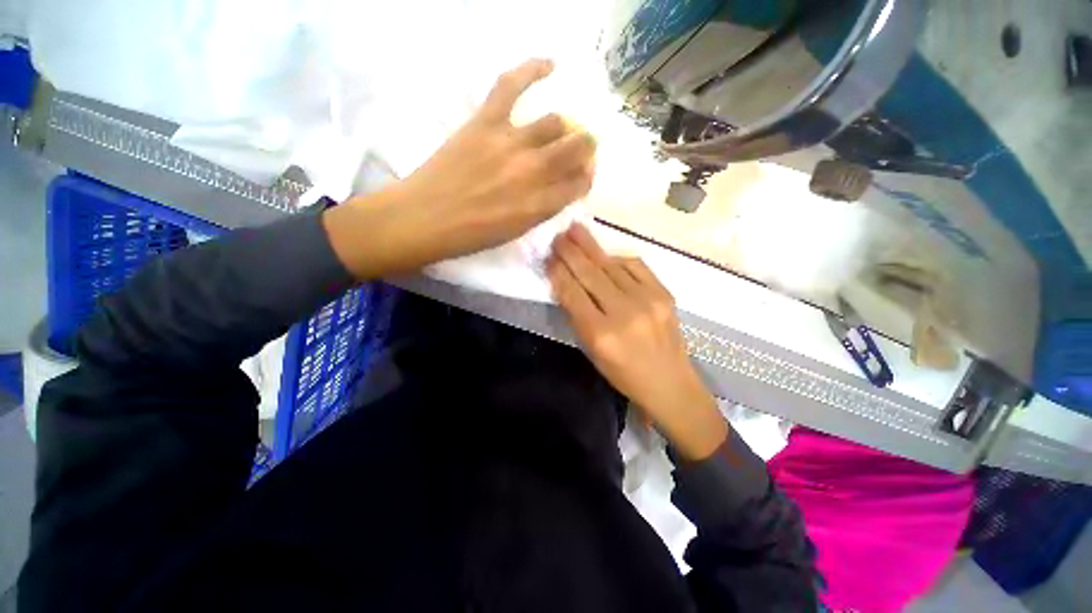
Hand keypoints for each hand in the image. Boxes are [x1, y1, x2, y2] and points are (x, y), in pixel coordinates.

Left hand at [325, 59, 596, 278]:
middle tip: (578, 149)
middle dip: (585, 148)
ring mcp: (510, 143)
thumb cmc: (472, 235)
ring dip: (564, 127)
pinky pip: (512, 85)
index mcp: (540, 205)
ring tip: (558, 130)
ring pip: (555, 121)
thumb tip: (560, 188)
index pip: (580, 183)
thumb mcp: (517, 231)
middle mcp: (534, 173)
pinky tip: (550, 65)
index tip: (581, 175)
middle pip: (577, 148)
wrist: (425, 219)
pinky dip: (532, 69)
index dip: (585, 177)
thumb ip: (543, 209)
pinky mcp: (485, 122)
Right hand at [547, 224, 727, 459]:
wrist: (670, 384)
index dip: (559, 273)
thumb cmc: (624, 374)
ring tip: (576, 230)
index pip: (573, 294)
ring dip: (591, 247)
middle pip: (591, 274)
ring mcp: (648, 300)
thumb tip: (566, 283)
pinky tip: (606, 253)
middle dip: (571, 252)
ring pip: (612, 265)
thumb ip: (578, 316)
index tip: (549, 258)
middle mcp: (624, 313)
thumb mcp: (592, 352)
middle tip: (558, 235)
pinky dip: (617, 257)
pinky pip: (636, 265)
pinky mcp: (664, 293)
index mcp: (601, 334)